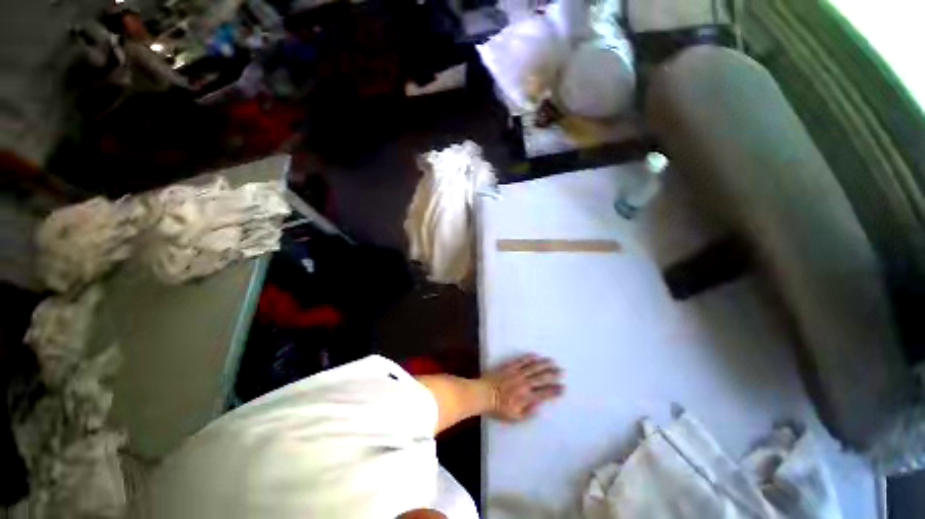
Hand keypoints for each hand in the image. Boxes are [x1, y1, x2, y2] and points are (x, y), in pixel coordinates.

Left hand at [482, 354, 563, 421]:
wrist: (483, 394)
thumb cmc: (498, 408)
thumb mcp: (514, 417)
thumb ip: (528, 413)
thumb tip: (539, 407)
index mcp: (526, 397)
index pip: (545, 393)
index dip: (555, 390)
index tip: (563, 388)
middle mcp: (524, 383)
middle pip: (541, 377)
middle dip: (553, 374)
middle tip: (562, 371)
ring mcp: (517, 373)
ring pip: (533, 367)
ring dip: (544, 364)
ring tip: (552, 361)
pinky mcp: (509, 366)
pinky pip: (521, 360)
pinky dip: (529, 358)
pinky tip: (536, 355)